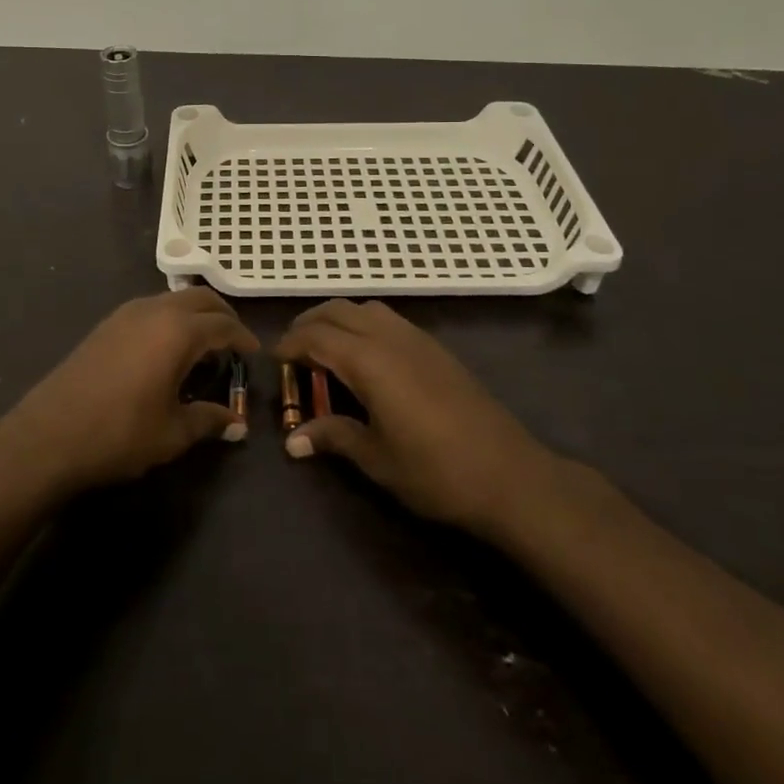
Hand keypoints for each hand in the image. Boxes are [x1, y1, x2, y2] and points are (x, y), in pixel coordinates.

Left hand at [0, 288, 257, 496]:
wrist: (48, 435)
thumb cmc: (119, 434)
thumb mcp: (172, 433)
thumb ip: (208, 421)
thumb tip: (237, 424)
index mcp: (178, 331)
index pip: (223, 325)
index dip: (243, 337)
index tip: (254, 353)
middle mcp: (155, 310)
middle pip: (200, 298)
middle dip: (223, 315)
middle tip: (234, 341)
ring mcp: (127, 313)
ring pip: (174, 299)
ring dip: (195, 314)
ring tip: (204, 345)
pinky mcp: (107, 324)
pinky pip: (151, 308)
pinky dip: (171, 318)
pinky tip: (167, 348)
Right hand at [277, 300, 549, 536]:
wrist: (510, 475)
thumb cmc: (436, 471)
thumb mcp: (377, 459)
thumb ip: (334, 437)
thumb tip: (293, 441)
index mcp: (369, 360)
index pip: (316, 336)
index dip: (290, 344)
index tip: (274, 360)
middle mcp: (389, 337)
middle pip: (337, 310)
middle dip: (309, 324)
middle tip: (293, 353)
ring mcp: (416, 338)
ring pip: (365, 308)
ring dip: (337, 320)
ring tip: (325, 352)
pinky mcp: (435, 348)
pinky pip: (387, 319)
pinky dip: (363, 325)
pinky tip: (365, 359)